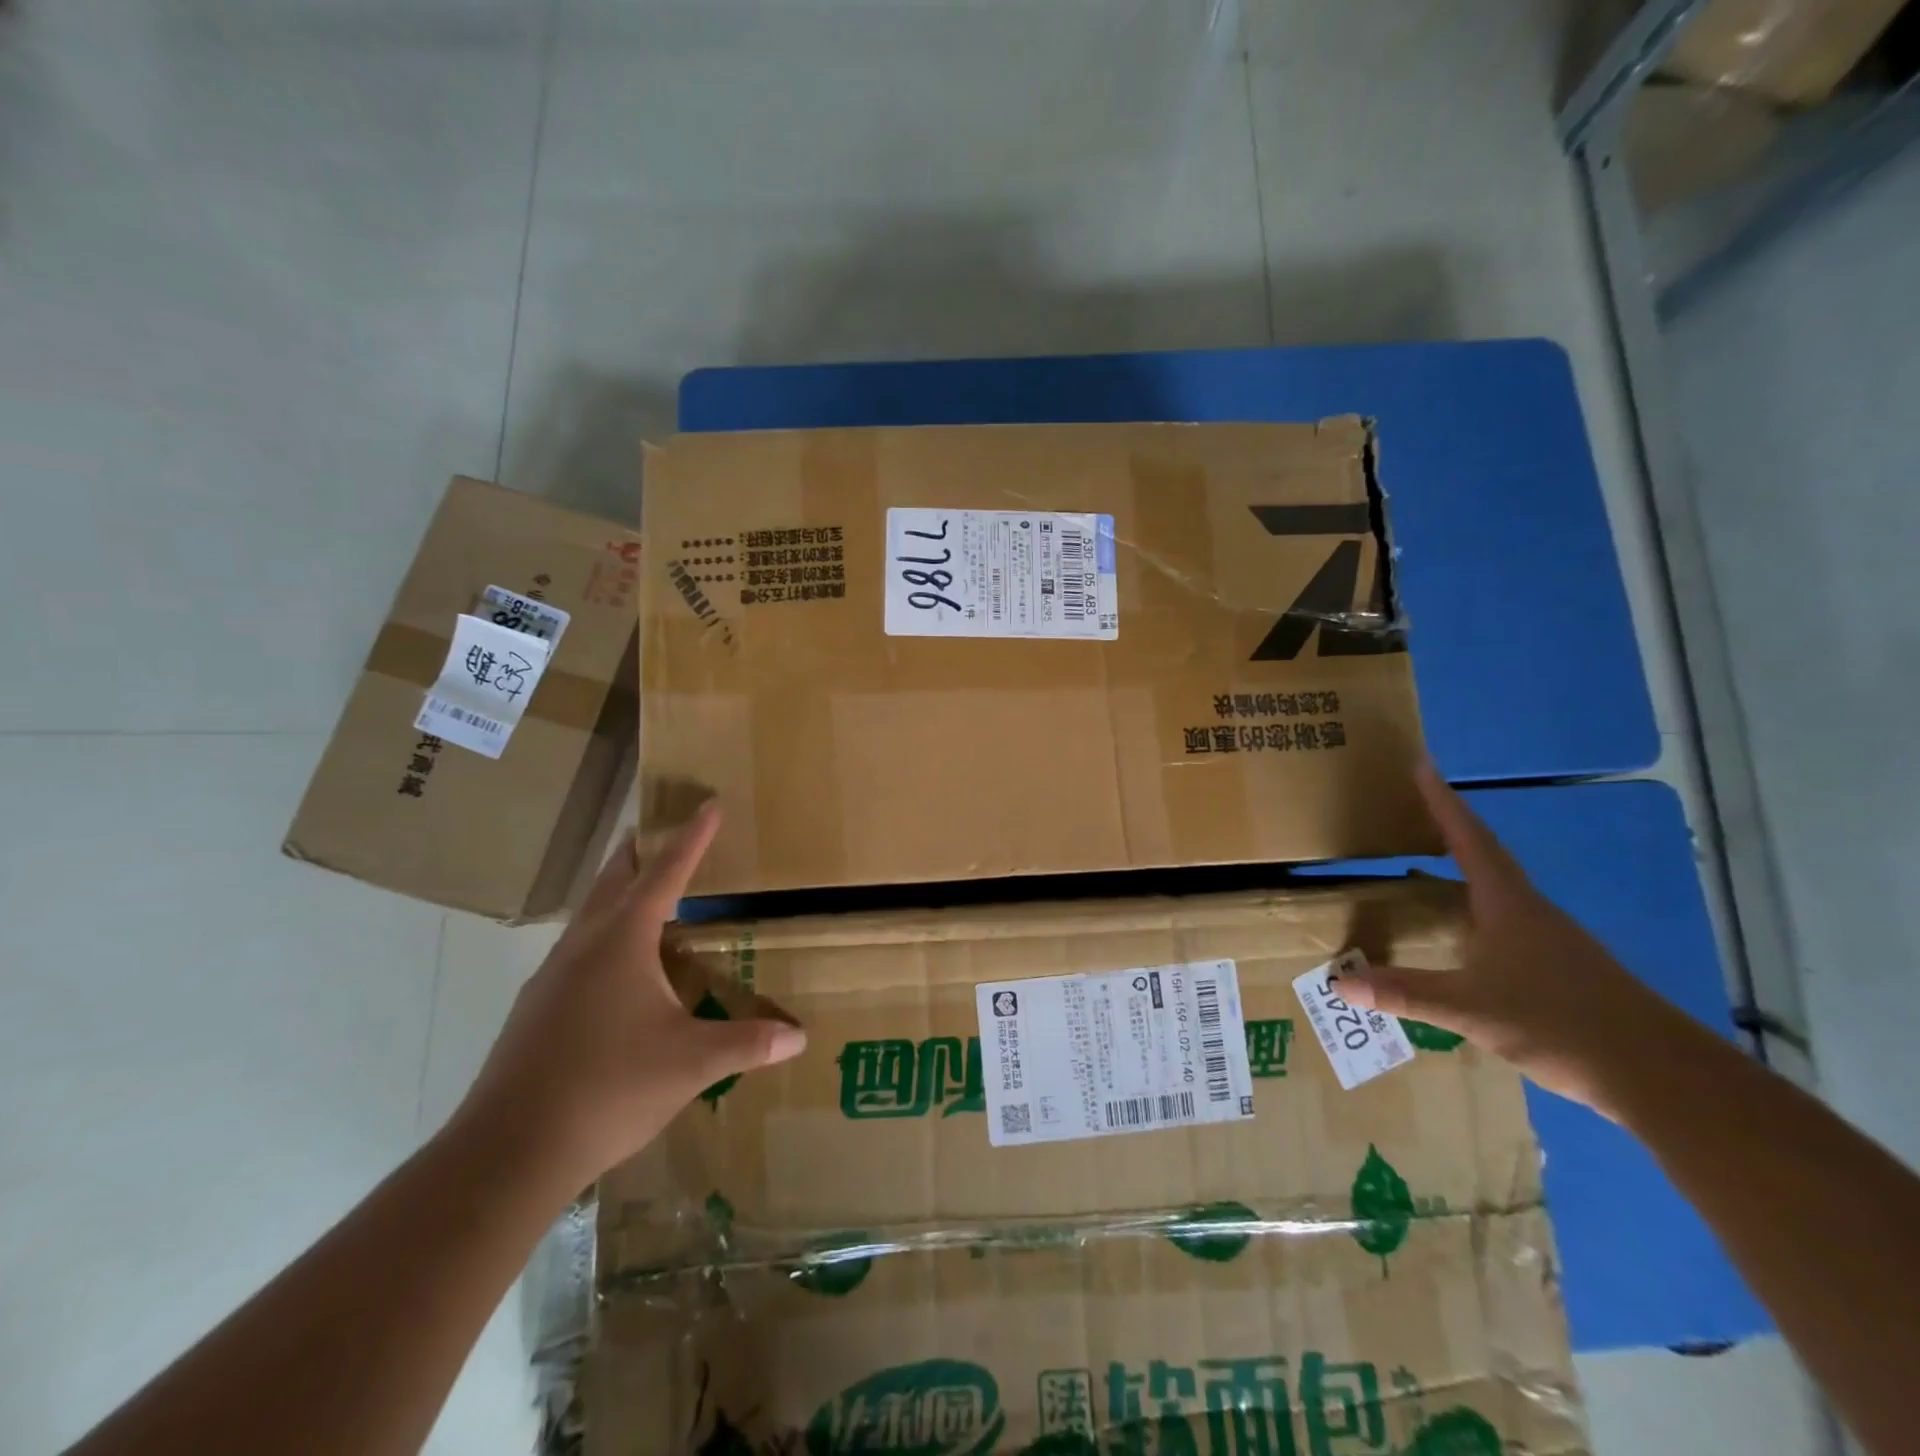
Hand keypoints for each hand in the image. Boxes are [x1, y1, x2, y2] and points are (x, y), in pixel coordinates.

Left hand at [449, 802, 804, 1192]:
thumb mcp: (691, 1064)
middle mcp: (583, 946)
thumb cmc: (609, 1088)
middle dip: (640, 851)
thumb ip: (747, 1043)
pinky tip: (617, 971)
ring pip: (589, 915)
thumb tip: (800, 1036)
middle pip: (614, 880)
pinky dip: (603, 936)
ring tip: (645, 894)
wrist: (507, 1152)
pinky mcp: (535, 1009)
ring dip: (618, 893)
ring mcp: (551, 977)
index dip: (692, 838)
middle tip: (659, 829)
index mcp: (622, 941)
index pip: (665, 873)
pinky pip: (577, 951)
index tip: (708, 804)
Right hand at [1341, 764, 1689, 1115]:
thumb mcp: (1470, 1010)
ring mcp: (1552, 939)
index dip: (1443, 804)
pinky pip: (1509, 918)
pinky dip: (1480, 905)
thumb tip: (1339, 984)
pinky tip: (1470, 929)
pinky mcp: (1563, 966)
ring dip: (1470, 865)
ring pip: (1502, 887)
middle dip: (1454, 827)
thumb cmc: (1559, 1023)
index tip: (1423, 766)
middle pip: (1487, 855)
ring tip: (1437, 858)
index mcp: (1508, 905)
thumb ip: (1405, 994)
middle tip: (1422, 805)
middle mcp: (1531, 911)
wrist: (1657, 1073)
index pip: (1469, 841)